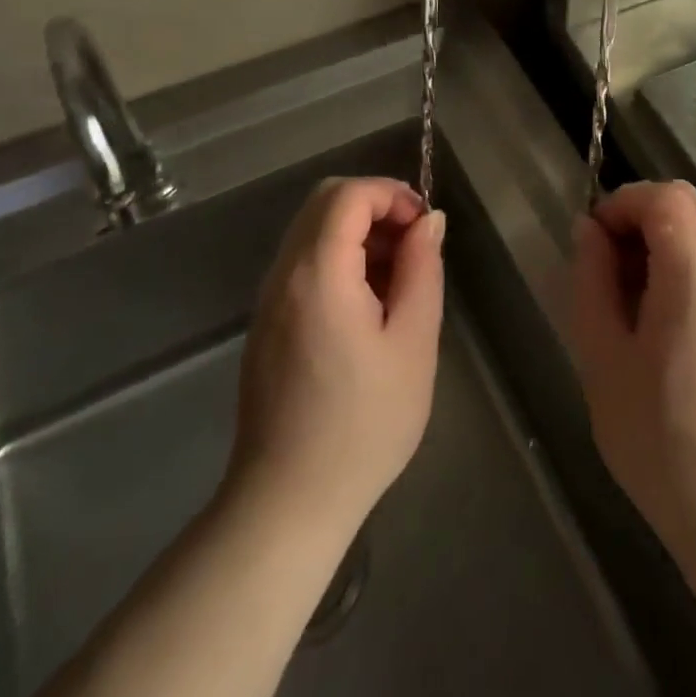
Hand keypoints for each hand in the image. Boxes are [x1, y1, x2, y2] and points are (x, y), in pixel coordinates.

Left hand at [227, 177, 445, 538]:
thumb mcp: (413, 343)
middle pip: (325, 201)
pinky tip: (367, 303)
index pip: (348, 194)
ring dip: (357, 232)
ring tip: (397, 276)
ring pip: (312, 229)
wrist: (287, 503)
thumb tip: (428, 221)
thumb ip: (422, 269)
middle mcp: (284, 273)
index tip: (424, 225)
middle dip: (375, 206)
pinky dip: (338, 257)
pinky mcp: (266, 321)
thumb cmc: (363, 425)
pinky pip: (302, 261)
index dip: (391, 193)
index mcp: (318, 273)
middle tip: (413, 244)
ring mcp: (269, 297)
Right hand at [570, 181, 695, 551]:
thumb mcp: (603, 358)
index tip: (592, 240)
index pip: (664, 196)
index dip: (622, 202)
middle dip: (641, 214)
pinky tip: (662, 323)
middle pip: (689, 203)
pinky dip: (686, 265)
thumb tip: (590, 231)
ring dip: (663, 239)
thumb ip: (592, 281)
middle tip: (607, 263)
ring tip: (629, 297)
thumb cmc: (662, 441)